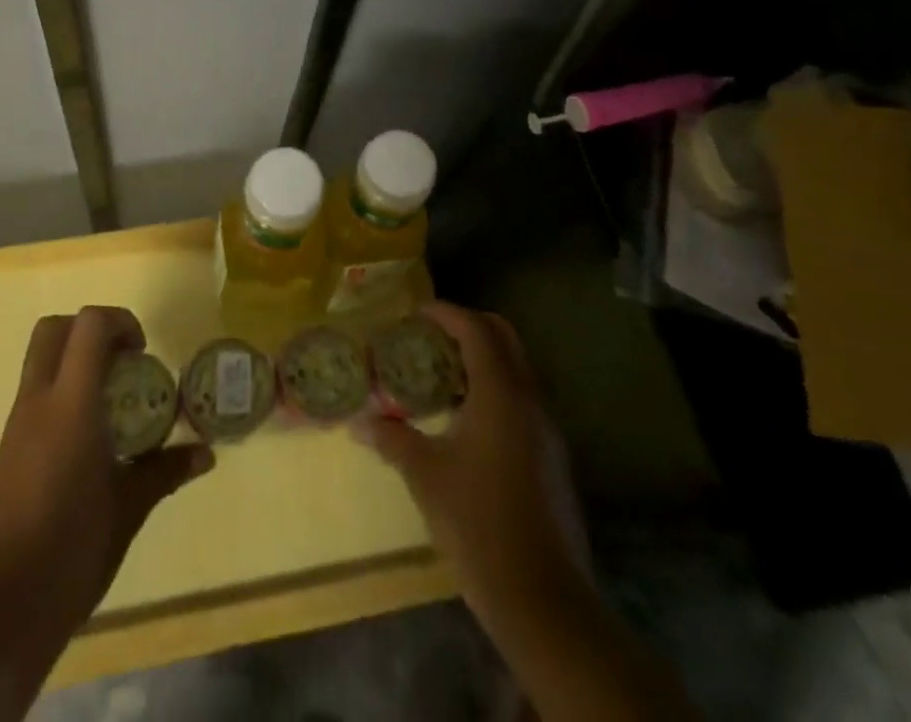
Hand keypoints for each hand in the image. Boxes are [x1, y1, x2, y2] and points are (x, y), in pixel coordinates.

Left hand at [0, 306, 211, 640]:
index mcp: (69, 406)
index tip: (142, 353)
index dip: (120, 322)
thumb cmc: (72, 551)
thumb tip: (206, 454)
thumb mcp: (129, 508)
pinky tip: (88, 439)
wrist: (2, 611)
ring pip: (40, 360)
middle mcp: (37, 402)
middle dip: (91, 330)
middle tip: (123, 362)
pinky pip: (35, 394)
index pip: (88, 326)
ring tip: (112, 403)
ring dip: (75, 360)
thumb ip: (166, 470)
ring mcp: (16, 425)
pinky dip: (63, 391)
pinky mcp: (7, 449)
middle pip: (54, 328)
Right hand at [354, 301, 587, 634]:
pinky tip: (466, 418)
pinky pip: (522, 399)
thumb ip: (392, 438)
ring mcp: (546, 429)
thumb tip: (359, 422)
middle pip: (504, 337)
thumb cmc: (477, 523)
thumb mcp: (425, 475)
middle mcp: (529, 400)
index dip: (446, 313)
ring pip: (517, 368)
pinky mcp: (551, 456)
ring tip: (442, 373)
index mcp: (500, 393)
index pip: (475, 329)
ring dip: (483, 358)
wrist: (542, 598)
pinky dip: (494, 388)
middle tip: (431, 335)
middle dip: (469, 326)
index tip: (417, 312)